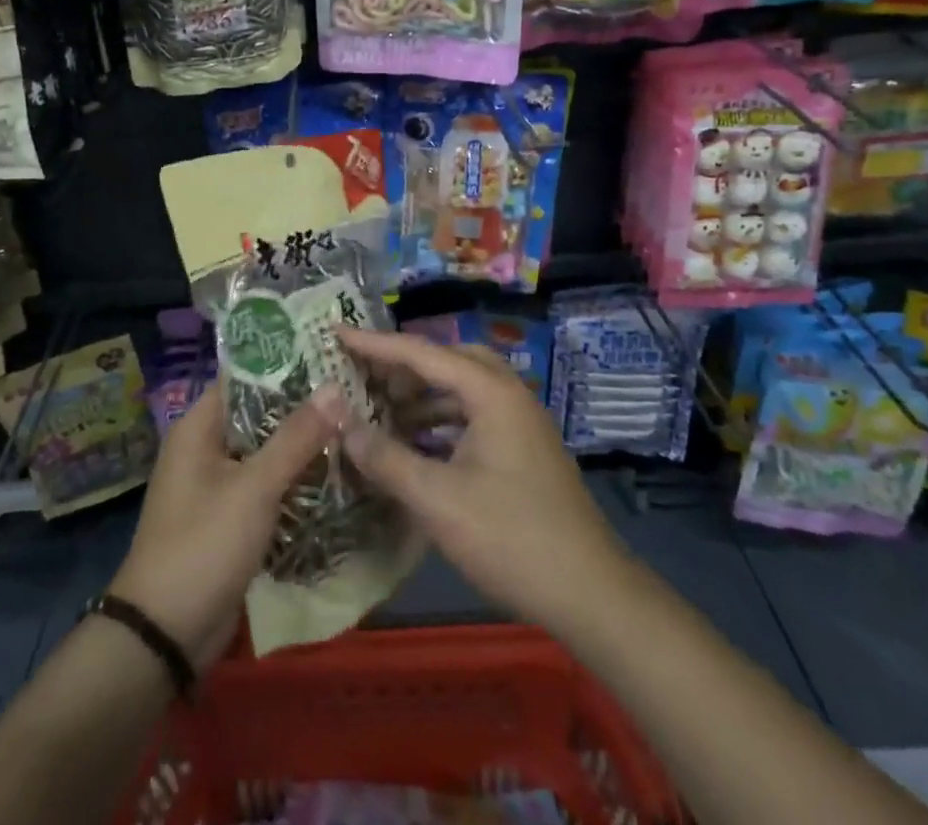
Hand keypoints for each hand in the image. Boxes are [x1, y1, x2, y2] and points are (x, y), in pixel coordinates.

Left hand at [109, 385, 339, 669]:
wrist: (165, 636)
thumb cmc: (203, 545)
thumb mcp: (253, 488)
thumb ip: (295, 438)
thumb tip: (335, 387)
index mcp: (198, 427)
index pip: (244, 377)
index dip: (285, 364)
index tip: (330, 354)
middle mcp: (206, 447)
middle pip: (260, 414)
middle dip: (302, 407)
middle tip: (354, 391)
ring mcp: (218, 484)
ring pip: (267, 452)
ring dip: (303, 446)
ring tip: (355, 426)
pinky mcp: (231, 517)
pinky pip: (267, 486)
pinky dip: (294, 480)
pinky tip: (336, 474)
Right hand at [329, 328, 629, 642]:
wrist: (591, 594)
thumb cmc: (511, 537)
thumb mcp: (437, 499)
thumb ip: (385, 457)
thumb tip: (341, 424)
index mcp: (490, 392)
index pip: (421, 353)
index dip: (374, 343)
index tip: (336, 333)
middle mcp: (508, 394)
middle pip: (447, 361)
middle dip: (404, 366)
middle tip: (365, 378)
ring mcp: (520, 422)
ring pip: (462, 389)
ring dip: (423, 396)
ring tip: (383, 414)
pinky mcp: (524, 449)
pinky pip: (474, 415)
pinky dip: (442, 421)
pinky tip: (417, 447)